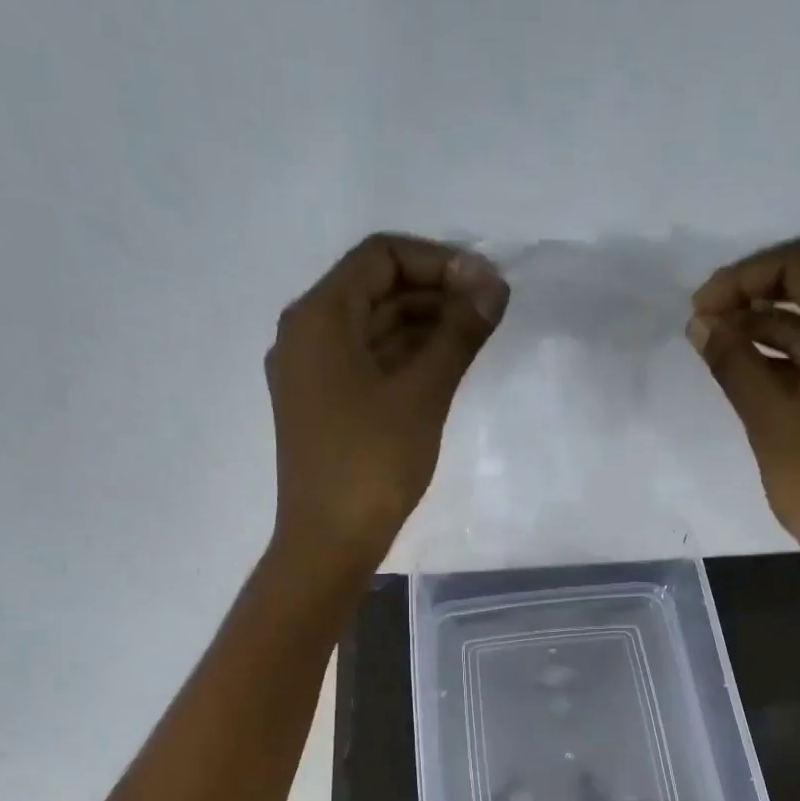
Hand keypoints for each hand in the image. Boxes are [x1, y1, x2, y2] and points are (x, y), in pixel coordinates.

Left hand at [267, 233, 509, 571]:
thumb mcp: (422, 395)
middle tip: (488, 312)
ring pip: (370, 329)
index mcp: (319, 317)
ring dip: (421, 326)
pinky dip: (402, 359)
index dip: (438, 261)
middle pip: (373, 290)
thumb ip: (458, 334)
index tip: (485, 285)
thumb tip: (494, 285)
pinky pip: (364, 364)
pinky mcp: (320, 409)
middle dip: (433, 293)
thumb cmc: (372, 464)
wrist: (329, 543)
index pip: (380, 257)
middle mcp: (305, 335)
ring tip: (474, 339)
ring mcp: (309, 375)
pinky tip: (442, 370)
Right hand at [688, 237, 799, 596]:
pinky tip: (751, 371)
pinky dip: (794, 358)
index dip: (743, 278)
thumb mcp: (772, 421)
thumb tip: (700, 324)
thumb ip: (734, 364)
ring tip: (716, 350)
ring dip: (771, 331)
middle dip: (754, 302)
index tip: (700, 311)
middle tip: (702, 330)